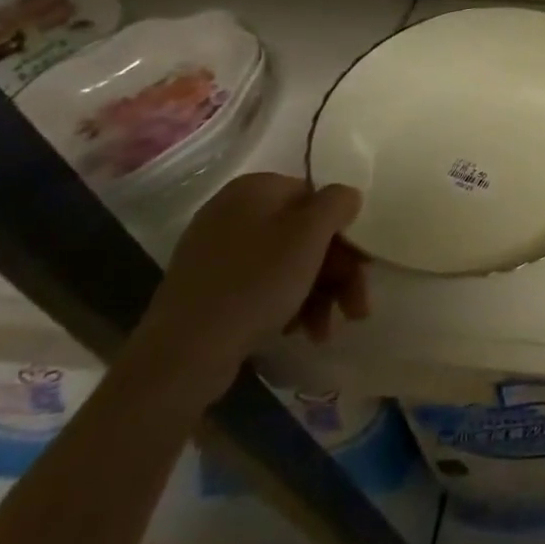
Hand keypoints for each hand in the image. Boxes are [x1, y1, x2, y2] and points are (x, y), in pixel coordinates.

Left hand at [130, 173, 368, 401]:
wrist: (182, 355)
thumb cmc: (255, 283)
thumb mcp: (310, 234)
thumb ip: (337, 202)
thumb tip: (345, 197)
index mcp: (255, 188)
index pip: (317, 198)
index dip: (344, 233)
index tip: (362, 267)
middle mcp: (233, 212)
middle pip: (304, 234)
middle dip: (336, 273)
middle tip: (354, 308)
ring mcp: (215, 252)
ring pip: (286, 263)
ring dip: (316, 294)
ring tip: (324, 331)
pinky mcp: (206, 289)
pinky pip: (260, 285)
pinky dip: (286, 304)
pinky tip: (297, 330)